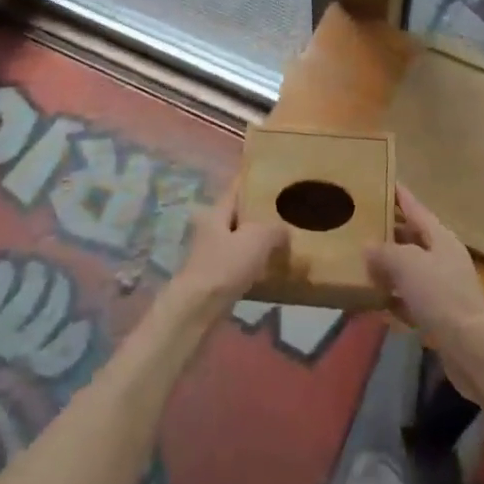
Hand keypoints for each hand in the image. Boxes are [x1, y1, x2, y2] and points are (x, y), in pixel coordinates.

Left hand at [168, 184, 287, 315]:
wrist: (198, 309)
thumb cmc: (224, 266)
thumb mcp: (256, 240)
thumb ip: (274, 229)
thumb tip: (285, 230)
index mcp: (217, 211)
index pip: (236, 188)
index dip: (252, 180)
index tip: (272, 174)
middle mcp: (211, 228)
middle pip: (238, 214)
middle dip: (259, 212)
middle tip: (286, 210)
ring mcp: (211, 253)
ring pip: (239, 239)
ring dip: (257, 239)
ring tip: (283, 239)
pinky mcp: (215, 276)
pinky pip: (239, 262)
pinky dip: (254, 262)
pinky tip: (270, 266)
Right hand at [367, 186, 483, 387]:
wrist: (472, 349)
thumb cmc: (440, 295)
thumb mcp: (406, 264)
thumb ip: (384, 252)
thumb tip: (367, 247)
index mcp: (440, 237)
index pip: (415, 207)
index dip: (398, 195)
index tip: (381, 181)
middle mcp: (444, 257)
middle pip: (412, 238)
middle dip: (388, 233)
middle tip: (360, 227)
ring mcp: (444, 286)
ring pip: (411, 270)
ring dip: (389, 268)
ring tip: (361, 265)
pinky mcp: (441, 314)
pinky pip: (412, 299)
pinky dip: (396, 299)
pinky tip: (377, 304)